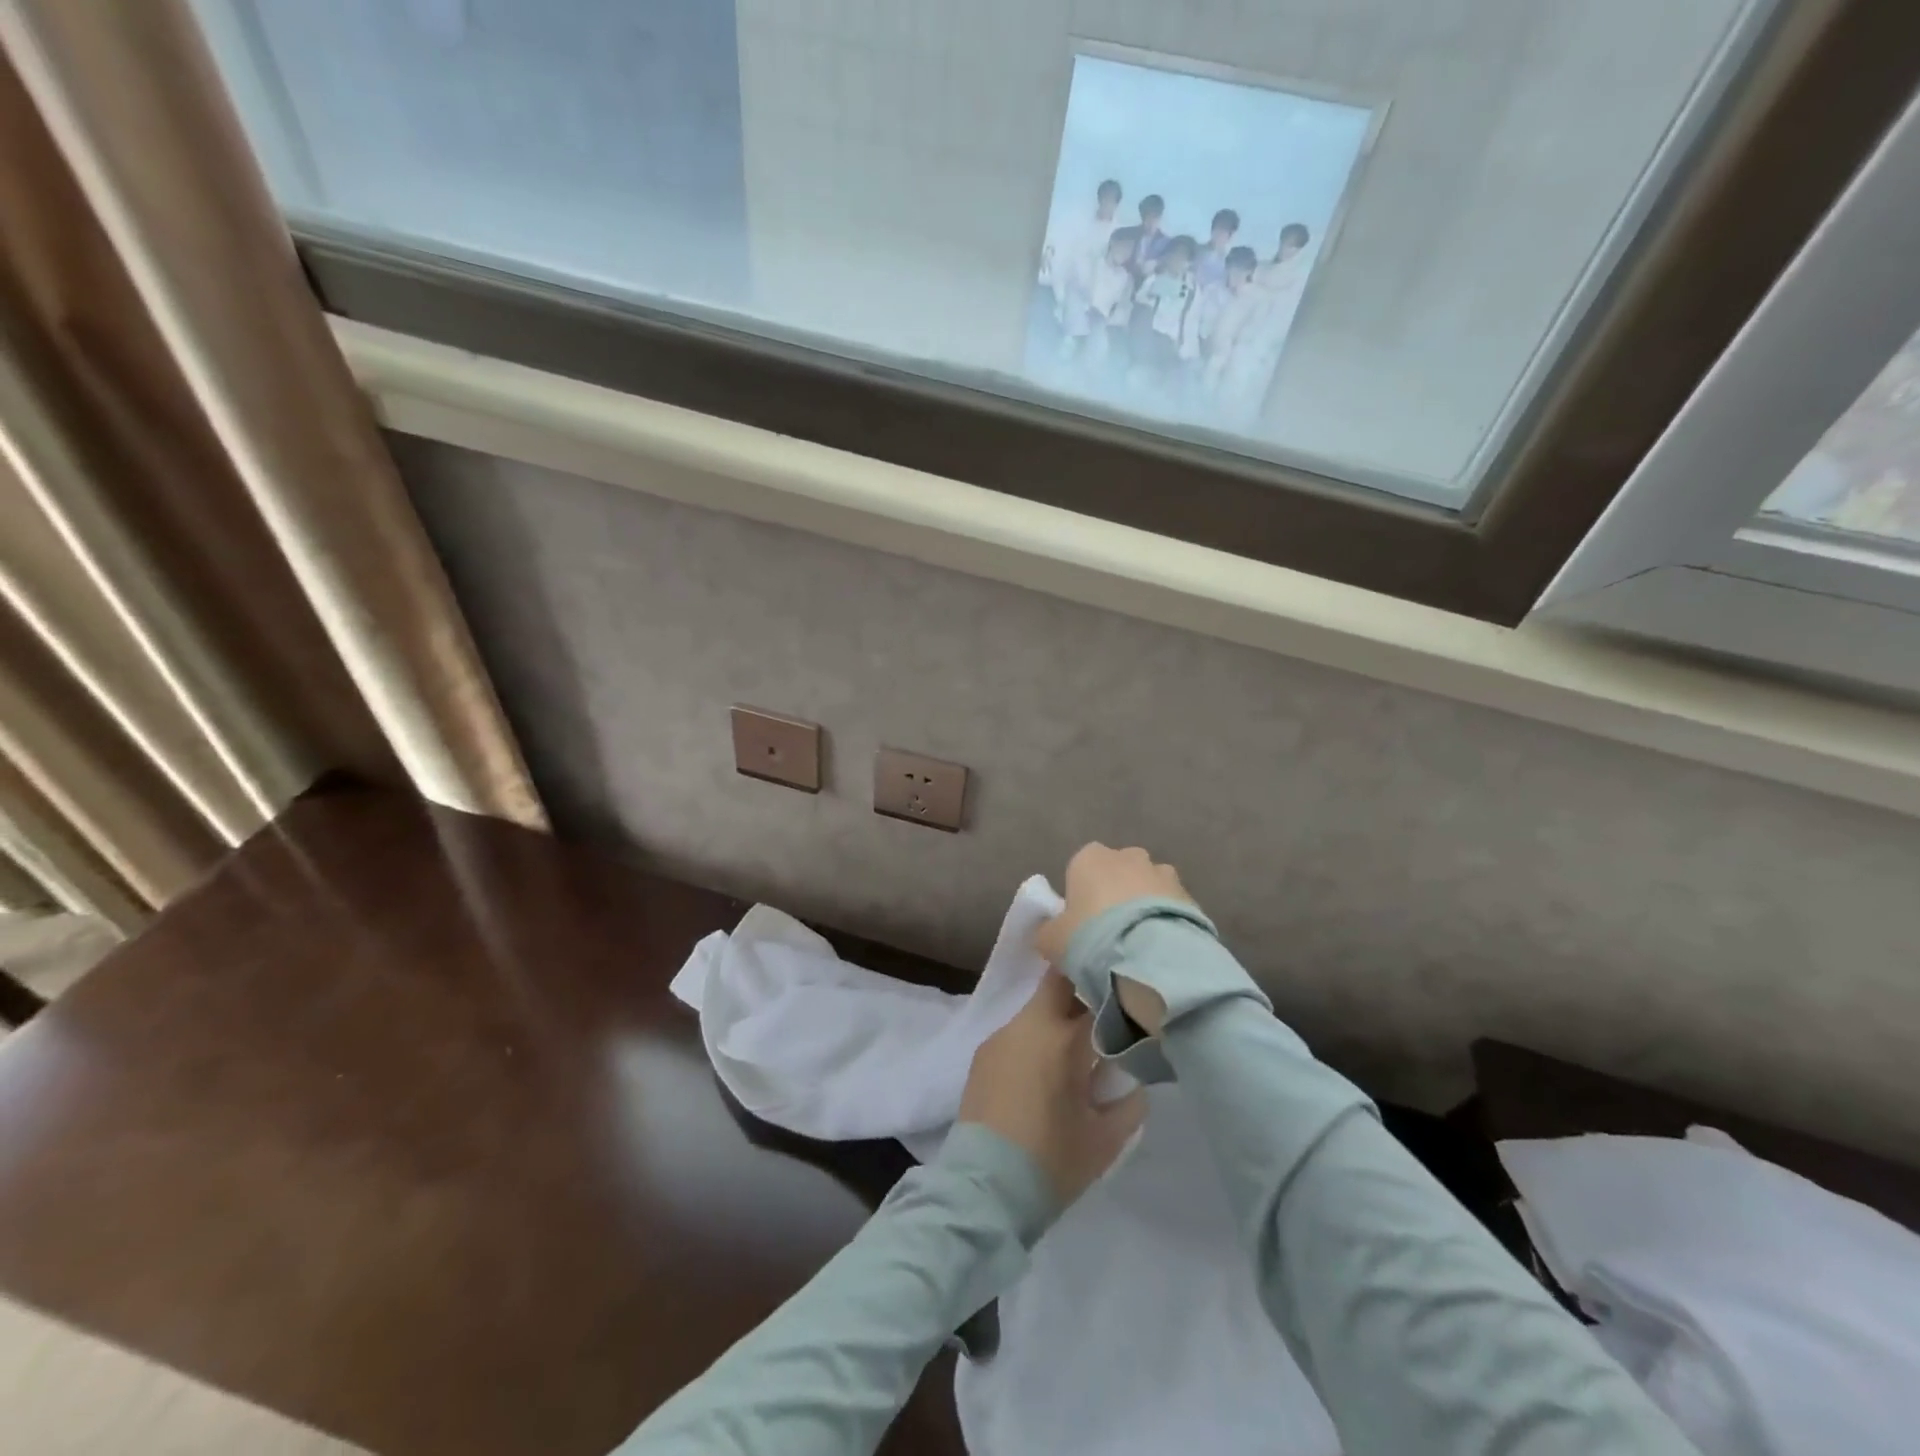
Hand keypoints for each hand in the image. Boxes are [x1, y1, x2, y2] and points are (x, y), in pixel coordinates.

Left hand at [957, 971, 1146, 1209]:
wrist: (984, 1189)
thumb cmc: (1052, 1161)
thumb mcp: (1105, 1140)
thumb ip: (1129, 1104)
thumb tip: (1134, 1082)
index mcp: (1063, 1038)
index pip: (1096, 993)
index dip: (1115, 994)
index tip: (1130, 1004)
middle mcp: (1029, 1025)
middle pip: (1058, 984)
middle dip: (1081, 989)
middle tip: (1102, 1016)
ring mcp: (1001, 1037)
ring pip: (1037, 1010)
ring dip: (1057, 1021)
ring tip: (1074, 1056)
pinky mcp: (983, 1055)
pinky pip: (1017, 1034)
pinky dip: (1035, 1042)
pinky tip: (1042, 1074)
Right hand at [1035, 845, 1195, 1036]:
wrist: (1150, 956)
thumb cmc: (1090, 938)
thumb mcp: (1051, 941)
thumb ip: (1047, 931)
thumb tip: (1049, 931)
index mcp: (1090, 857)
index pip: (1081, 868)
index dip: (1081, 895)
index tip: (1081, 924)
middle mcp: (1128, 856)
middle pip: (1118, 873)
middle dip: (1116, 896)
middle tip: (1110, 935)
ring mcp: (1163, 873)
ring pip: (1148, 888)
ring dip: (1144, 908)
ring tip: (1140, 946)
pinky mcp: (1190, 896)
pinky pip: (1171, 907)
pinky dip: (1166, 922)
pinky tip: (1161, 951)